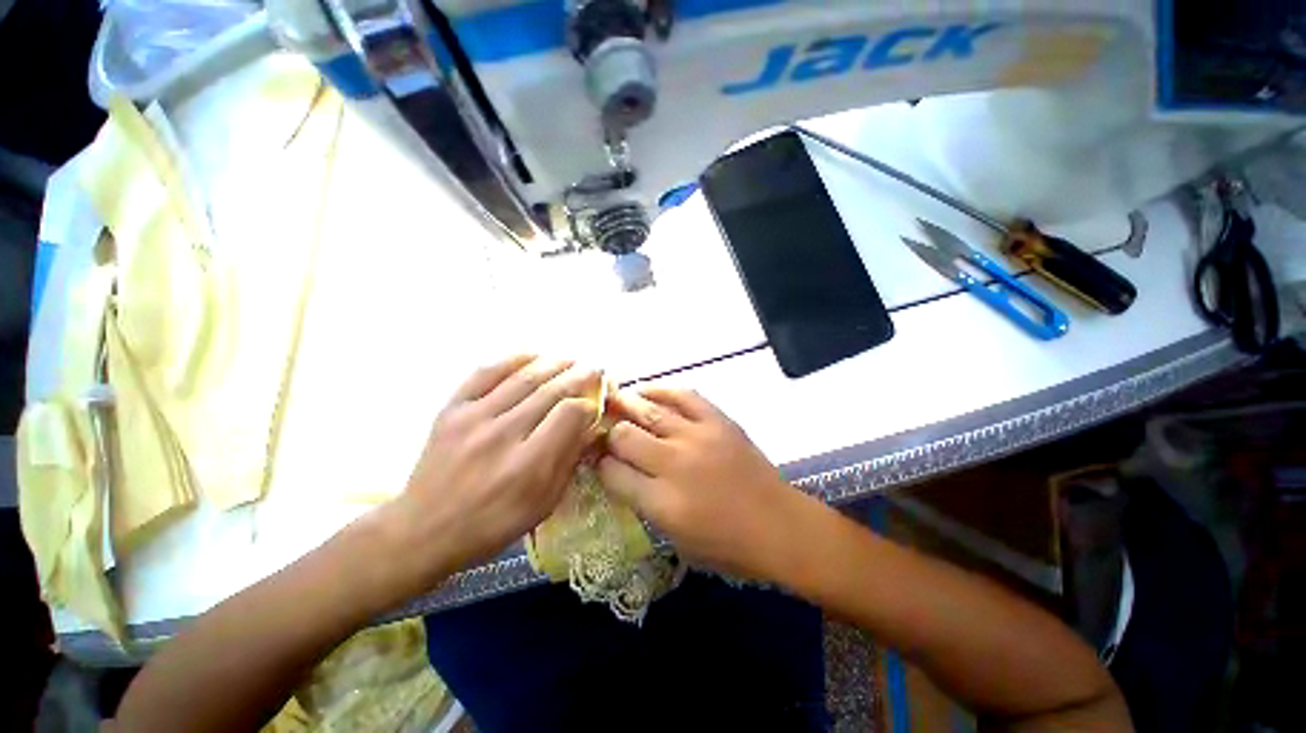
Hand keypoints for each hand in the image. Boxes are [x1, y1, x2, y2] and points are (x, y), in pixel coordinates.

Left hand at [374, 355, 601, 597]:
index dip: (588, 403)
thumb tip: (591, 427)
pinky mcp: (452, 410)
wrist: (423, 530)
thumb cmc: (492, 524)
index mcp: (527, 465)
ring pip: (523, 378)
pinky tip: (533, 355)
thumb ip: (569, 461)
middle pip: (550, 391)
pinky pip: (485, 373)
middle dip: (579, 377)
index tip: (594, 404)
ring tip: (571, 361)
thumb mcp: (543, 504)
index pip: (569, 414)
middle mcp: (501, 435)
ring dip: (553, 365)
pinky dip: (512, 360)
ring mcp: (473, 418)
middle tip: (594, 370)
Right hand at [597, 387, 805, 579]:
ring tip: (613, 400)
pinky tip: (647, 391)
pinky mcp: (718, 421)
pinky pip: (684, 396)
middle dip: (609, 434)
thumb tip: (622, 474)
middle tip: (605, 432)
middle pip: (624, 437)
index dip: (599, 464)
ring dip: (626, 405)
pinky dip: (662, 390)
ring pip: (649, 412)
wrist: (780, 527)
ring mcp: (698, 437)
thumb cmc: (728, 546)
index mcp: (662, 503)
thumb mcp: (677, 540)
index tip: (597, 460)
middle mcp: (675, 464)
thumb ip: (645, 505)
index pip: (613, 473)